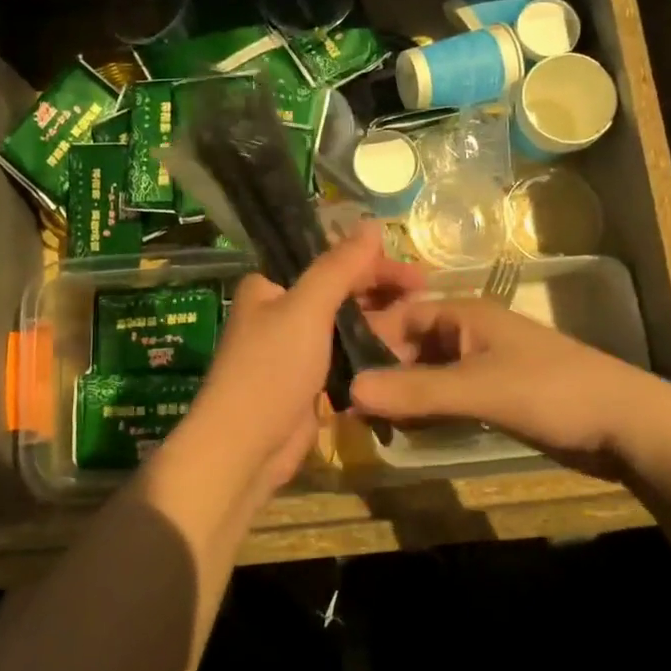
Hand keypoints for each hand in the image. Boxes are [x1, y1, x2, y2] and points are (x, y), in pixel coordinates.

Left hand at [176, 223, 422, 499]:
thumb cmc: (271, 368)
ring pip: (344, 325)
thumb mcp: (307, 308)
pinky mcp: (308, 381)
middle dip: (381, 292)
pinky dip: (369, 351)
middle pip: (339, 291)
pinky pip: (344, 356)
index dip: (373, 263)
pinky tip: (402, 352)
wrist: (245, 448)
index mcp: (270, 286)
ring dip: (379, 322)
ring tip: (421, 324)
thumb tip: (372, 223)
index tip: (416, 273)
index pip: (329, 261)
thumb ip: (340, 266)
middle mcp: (280, 311)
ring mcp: (294, 348)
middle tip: (425, 296)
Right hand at [348, 298, 670, 482]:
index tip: (329, 369)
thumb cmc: (553, 393)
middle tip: (342, 406)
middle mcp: (467, 335)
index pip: (397, 317)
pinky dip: (423, 410)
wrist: (627, 426)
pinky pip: (445, 397)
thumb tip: (349, 388)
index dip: (363, 340)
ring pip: (425, 374)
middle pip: (407, 347)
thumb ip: (416, 390)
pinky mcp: (494, 396)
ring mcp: (481, 366)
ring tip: (365, 423)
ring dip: (399, 394)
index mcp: (463, 316)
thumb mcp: (480, 390)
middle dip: (378, 372)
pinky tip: (404, 431)